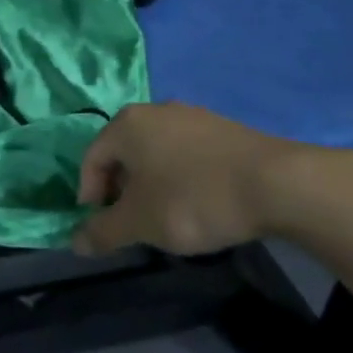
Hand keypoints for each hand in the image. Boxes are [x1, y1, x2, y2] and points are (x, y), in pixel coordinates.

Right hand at [72, 102, 352, 256]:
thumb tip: (75, 242)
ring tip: (165, 214)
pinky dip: (181, 176)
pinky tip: (198, 202)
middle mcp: (155, 110)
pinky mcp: (224, 128)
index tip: (102, 225)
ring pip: (157, 151)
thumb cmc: (193, 199)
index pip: (92, 158)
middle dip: (121, 188)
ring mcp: (193, 115)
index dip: (89, 194)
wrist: (277, 184)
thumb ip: (103, 232)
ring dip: (151, 182)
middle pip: (124, 151)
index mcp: (126, 124)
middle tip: (131, 221)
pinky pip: (187, 152)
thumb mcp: (140, 223)